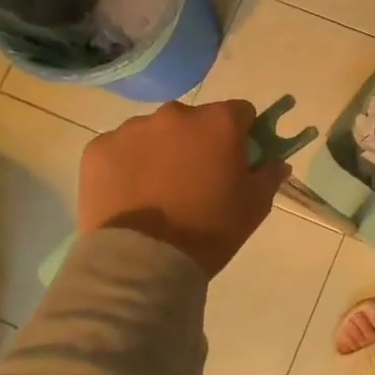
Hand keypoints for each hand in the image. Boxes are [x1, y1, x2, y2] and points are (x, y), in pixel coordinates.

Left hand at [77, 100, 287, 277]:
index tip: (236, 160)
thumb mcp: (255, 206)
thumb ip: (269, 175)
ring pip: (155, 132)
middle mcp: (176, 113)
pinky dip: (127, 165)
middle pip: (195, 120)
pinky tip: (129, 195)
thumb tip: (276, 162)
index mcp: (219, 121)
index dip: (242, 135)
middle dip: (198, 141)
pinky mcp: (98, 148)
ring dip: (161, 151)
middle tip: (196, 180)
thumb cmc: (209, 230)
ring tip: (157, 192)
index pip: (241, 113)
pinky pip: (120, 149)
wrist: (143, 261)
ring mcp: (132, 128)